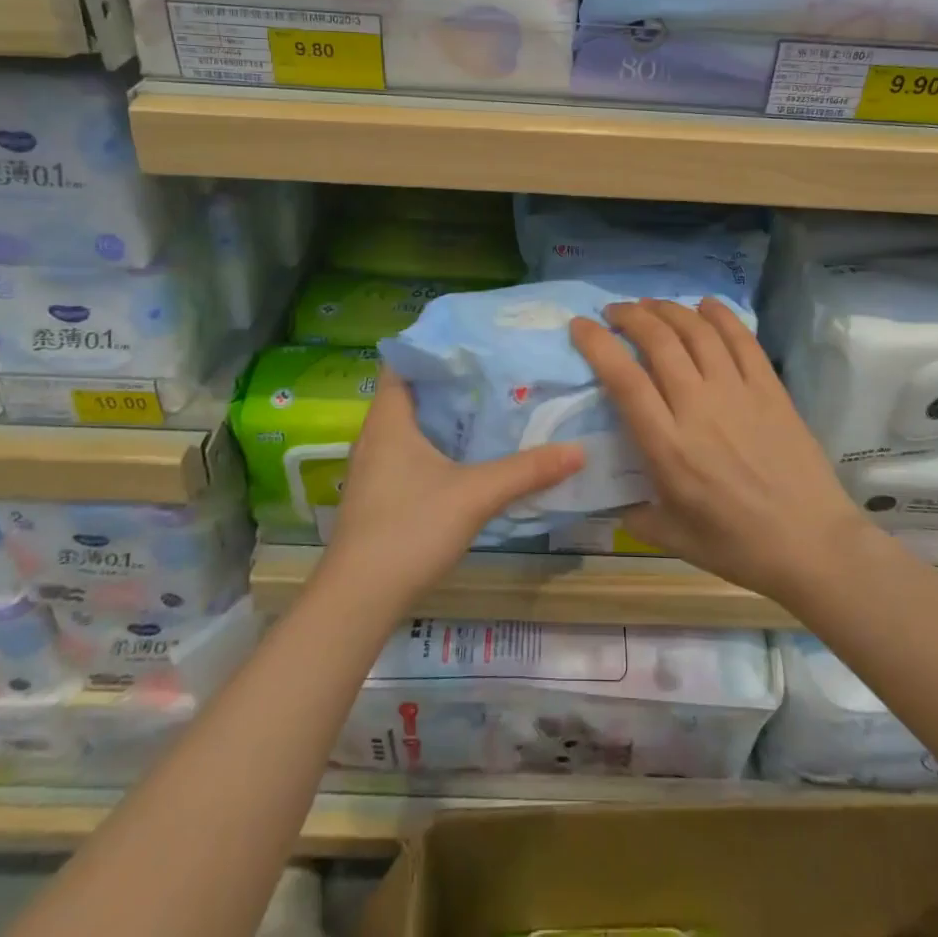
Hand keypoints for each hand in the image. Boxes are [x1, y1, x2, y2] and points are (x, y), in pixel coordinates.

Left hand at [316, 368, 583, 615]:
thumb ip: (526, 471)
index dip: (433, 345)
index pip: (402, 361)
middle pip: (411, 391)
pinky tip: (468, 455)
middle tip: (495, 369)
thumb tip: (578, 450)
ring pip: (411, 425)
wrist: (358, 600)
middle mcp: (375, 435)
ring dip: (445, 415)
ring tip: (489, 404)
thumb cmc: (410, 529)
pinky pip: (409, 452)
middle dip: (450, 379)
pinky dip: (437, 444)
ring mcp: (374, 467)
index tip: (474, 338)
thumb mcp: (475, 495)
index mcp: (389, 419)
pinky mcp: (379, 495)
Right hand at [570, 299, 874, 609]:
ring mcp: (738, 392)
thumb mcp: (672, 537)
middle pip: (659, 341)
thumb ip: (632, 512)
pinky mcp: (770, 388)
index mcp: (668, 446)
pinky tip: (705, 305)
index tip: (580, 326)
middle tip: (614, 312)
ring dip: (669, 309)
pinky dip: (720, 315)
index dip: (597, 344)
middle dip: (630, 316)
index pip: (624, 378)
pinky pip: (742, 339)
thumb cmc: (738, 546)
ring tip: (651, 305)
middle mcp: (699, 407)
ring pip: (697, 331)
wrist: (812, 545)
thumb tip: (606, 496)